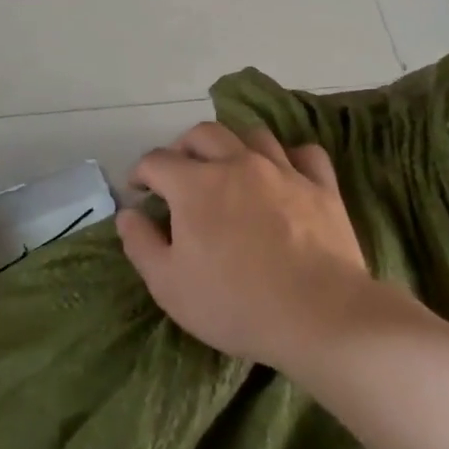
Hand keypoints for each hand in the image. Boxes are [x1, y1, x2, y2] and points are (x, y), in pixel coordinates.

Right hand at [117, 122, 368, 369]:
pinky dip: (289, 157)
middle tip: (180, 174)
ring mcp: (283, 170)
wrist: (318, 315)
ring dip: (233, 145)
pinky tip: (284, 173)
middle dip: (183, 148)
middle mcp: (237, 163)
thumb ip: (141, 243)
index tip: (139, 190)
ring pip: (253, 135)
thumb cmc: (235, 303)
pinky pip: (305, 153)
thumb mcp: (169, 285)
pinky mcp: (321, 185)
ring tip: (229, 167)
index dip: (141, 172)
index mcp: (195, 184)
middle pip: (203, 133)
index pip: (157, 160)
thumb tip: (127, 213)